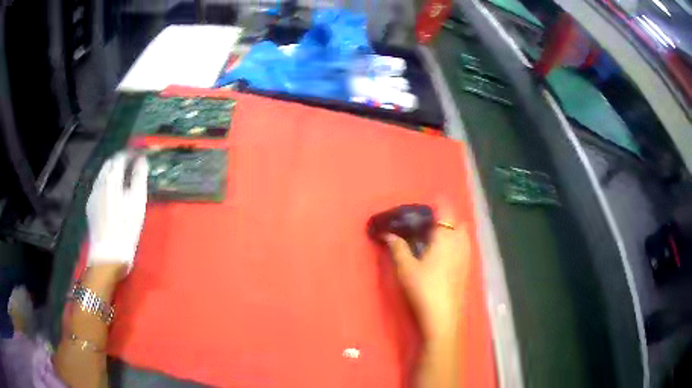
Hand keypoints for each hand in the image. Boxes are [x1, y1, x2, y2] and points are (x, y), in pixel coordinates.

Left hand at [86, 152, 147, 274]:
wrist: (109, 254)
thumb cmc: (126, 228)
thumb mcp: (138, 202)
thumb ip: (139, 177)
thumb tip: (141, 161)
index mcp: (111, 179)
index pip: (120, 157)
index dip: (130, 154)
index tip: (138, 156)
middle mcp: (99, 182)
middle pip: (109, 164)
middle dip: (119, 161)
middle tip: (130, 166)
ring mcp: (93, 194)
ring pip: (102, 175)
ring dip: (112, 173)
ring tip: (122, 180)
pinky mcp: (90, 206)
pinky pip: (98, 187)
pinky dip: (106, 184)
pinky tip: (112, 195)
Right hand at [384, 206, 470, 339]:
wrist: (444, 316)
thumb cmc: (424, 288)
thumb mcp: (406, 268)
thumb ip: (397, 248)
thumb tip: (388, 234)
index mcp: (446, 238)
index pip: (446, 211)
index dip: (440, 203)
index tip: (430, 202)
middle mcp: (460, 243)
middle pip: (458, 222)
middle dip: (448, 218)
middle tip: (431, 223)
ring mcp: (467, 257)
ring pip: (464, 235)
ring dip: (454, 231)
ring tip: (437, 238)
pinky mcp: (468, 269)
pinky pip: (465, 247)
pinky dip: (457, 244)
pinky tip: (445, 256)